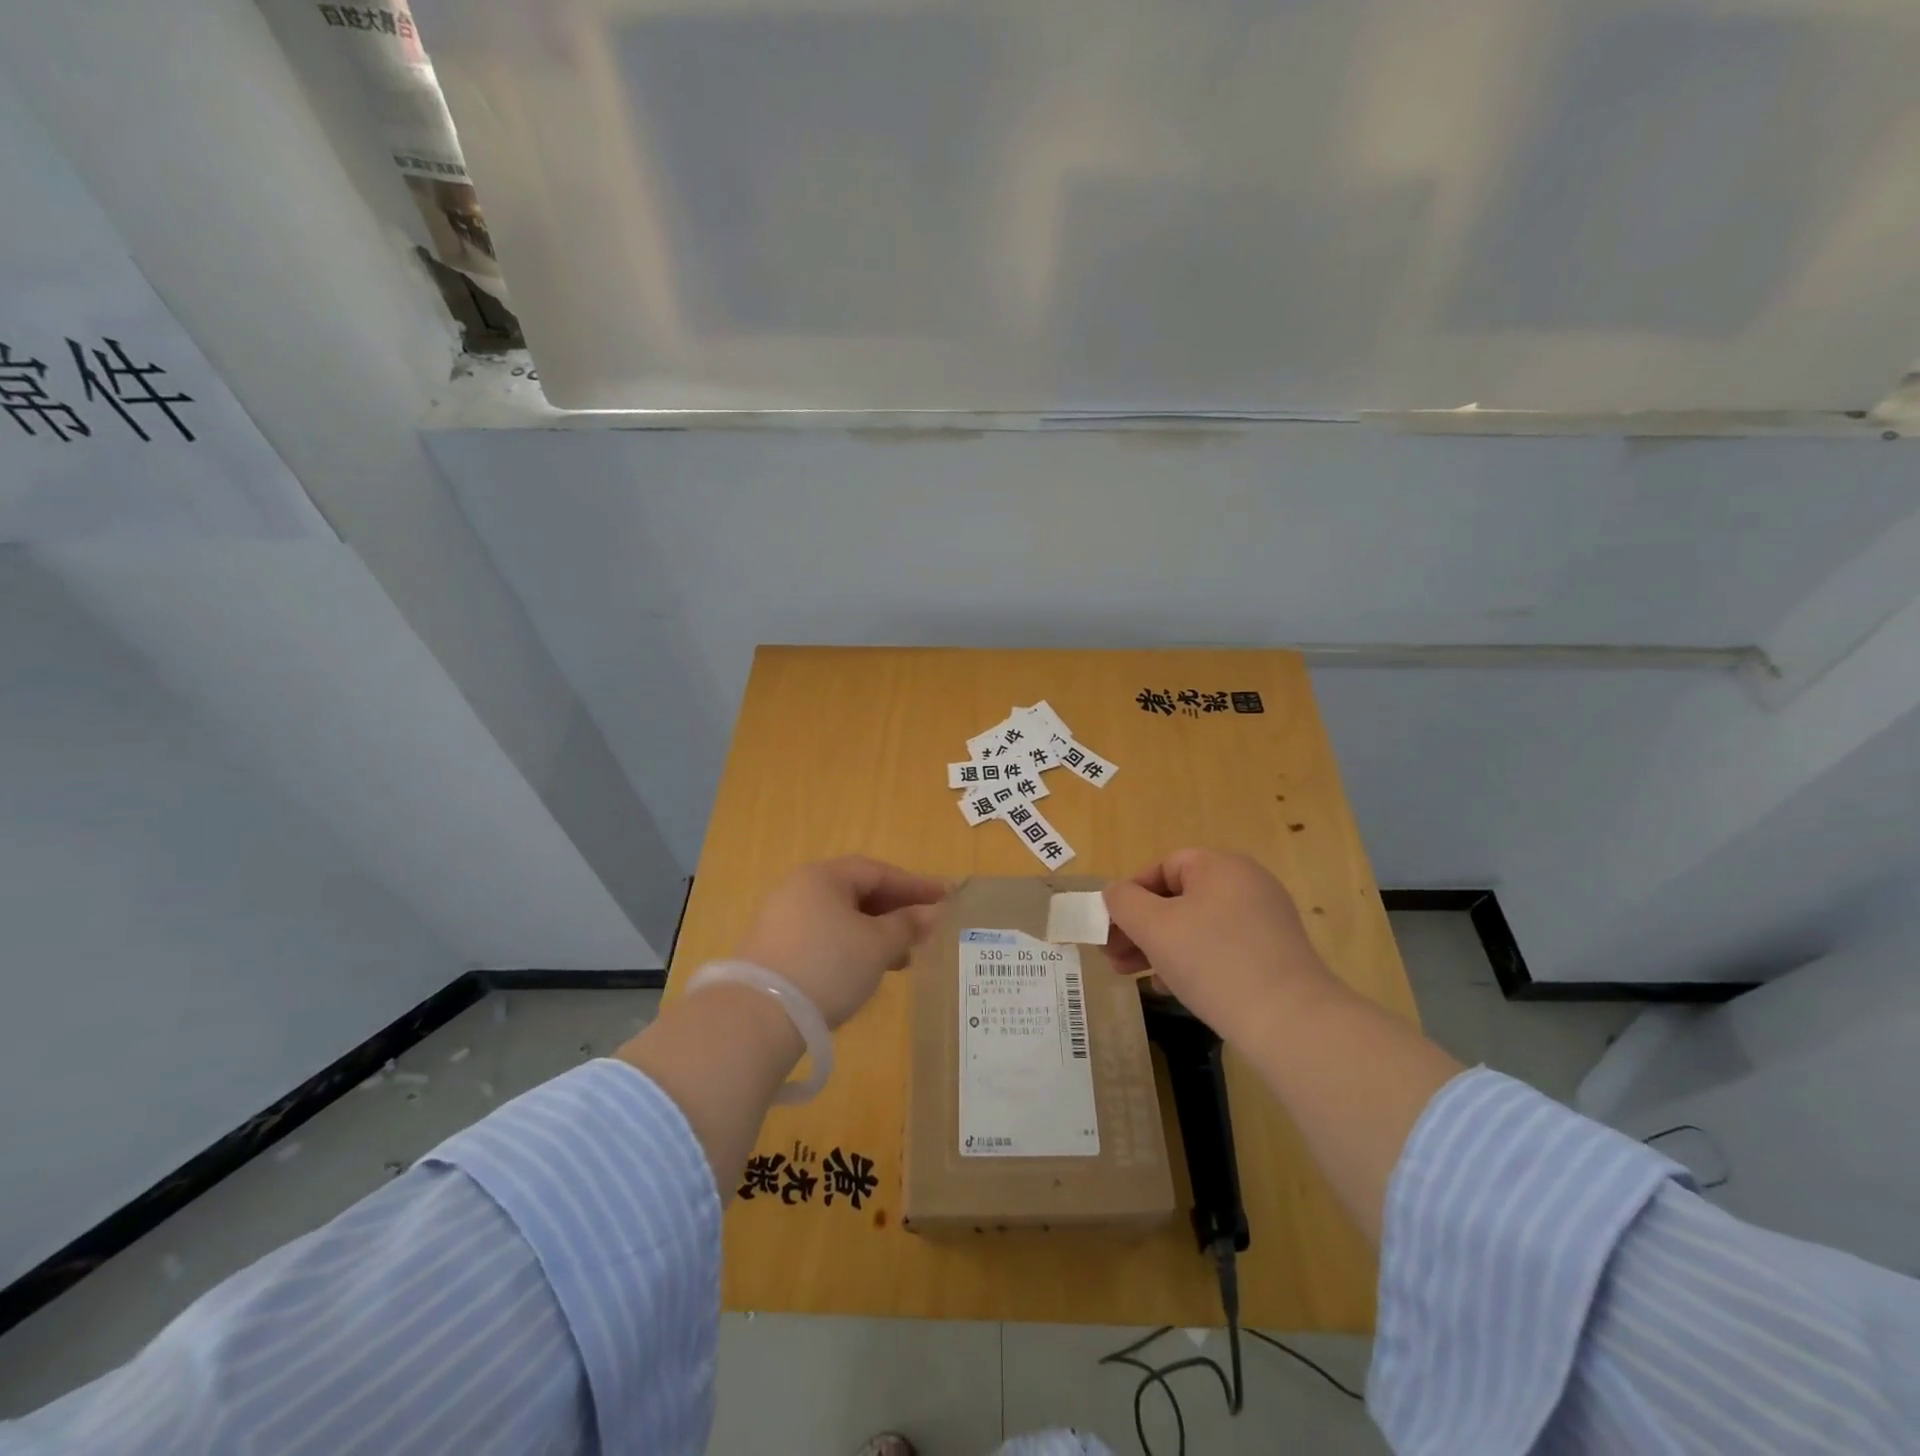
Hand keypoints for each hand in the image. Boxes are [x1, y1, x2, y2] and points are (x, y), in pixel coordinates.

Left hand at [733, 857, 946, 1027]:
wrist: (758, 1016)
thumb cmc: (828, 965)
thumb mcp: (877, 945)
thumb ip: (907, 925)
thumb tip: (933, 913)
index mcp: (824, 876)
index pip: (878, 871)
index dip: (915, 885)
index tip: (946, 897)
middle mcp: (799, 889)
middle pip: (857, 892)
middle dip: (895, 911)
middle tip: (926, 929)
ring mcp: (782, 920)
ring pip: (841, 918)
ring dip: (875, 933)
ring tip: (903, 958)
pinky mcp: (773, 951)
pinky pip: (824, 938)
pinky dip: (851, 948)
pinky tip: (866, 971)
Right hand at [1103, 849, 1337, 1038]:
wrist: (1290, 1022)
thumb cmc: (1213, 961)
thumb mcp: (1154, 927)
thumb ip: (1123, 902)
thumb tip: (1115, 893)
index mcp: (1220, 867)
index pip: (1163, 867)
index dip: (1129, 894)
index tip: (1108, 925)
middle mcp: (1246, 885)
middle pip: (1177, 898)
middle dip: (1138, 926)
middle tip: (1110, 955)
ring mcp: (1263, 921)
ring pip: (1195, 926)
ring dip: (1157, 947)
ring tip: (1128, 974)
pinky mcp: (1272, 955)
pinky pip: (1219, 948)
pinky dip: (1189, 962)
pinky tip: (1166, 988)